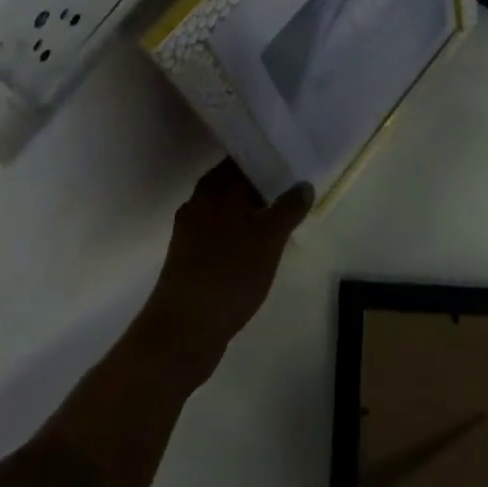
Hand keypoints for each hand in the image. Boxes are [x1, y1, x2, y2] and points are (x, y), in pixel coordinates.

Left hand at [146, 161, 312, 358]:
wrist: (184, 329)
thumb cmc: (230, 272)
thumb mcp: (270, 237)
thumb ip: (289, 207)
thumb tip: (303, 185)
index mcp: (216, 185)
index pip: (244, 157)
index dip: (268, 156)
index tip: (293, 159)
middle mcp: (199, 200)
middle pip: (236, 183)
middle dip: (264, 186)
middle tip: (296, 188)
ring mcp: (191, 230)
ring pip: (229, 210)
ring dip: (253, 212)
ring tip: (283, 217)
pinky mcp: (189, 257)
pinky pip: (222, 233)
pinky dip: (241, 234)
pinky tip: (260, 247)